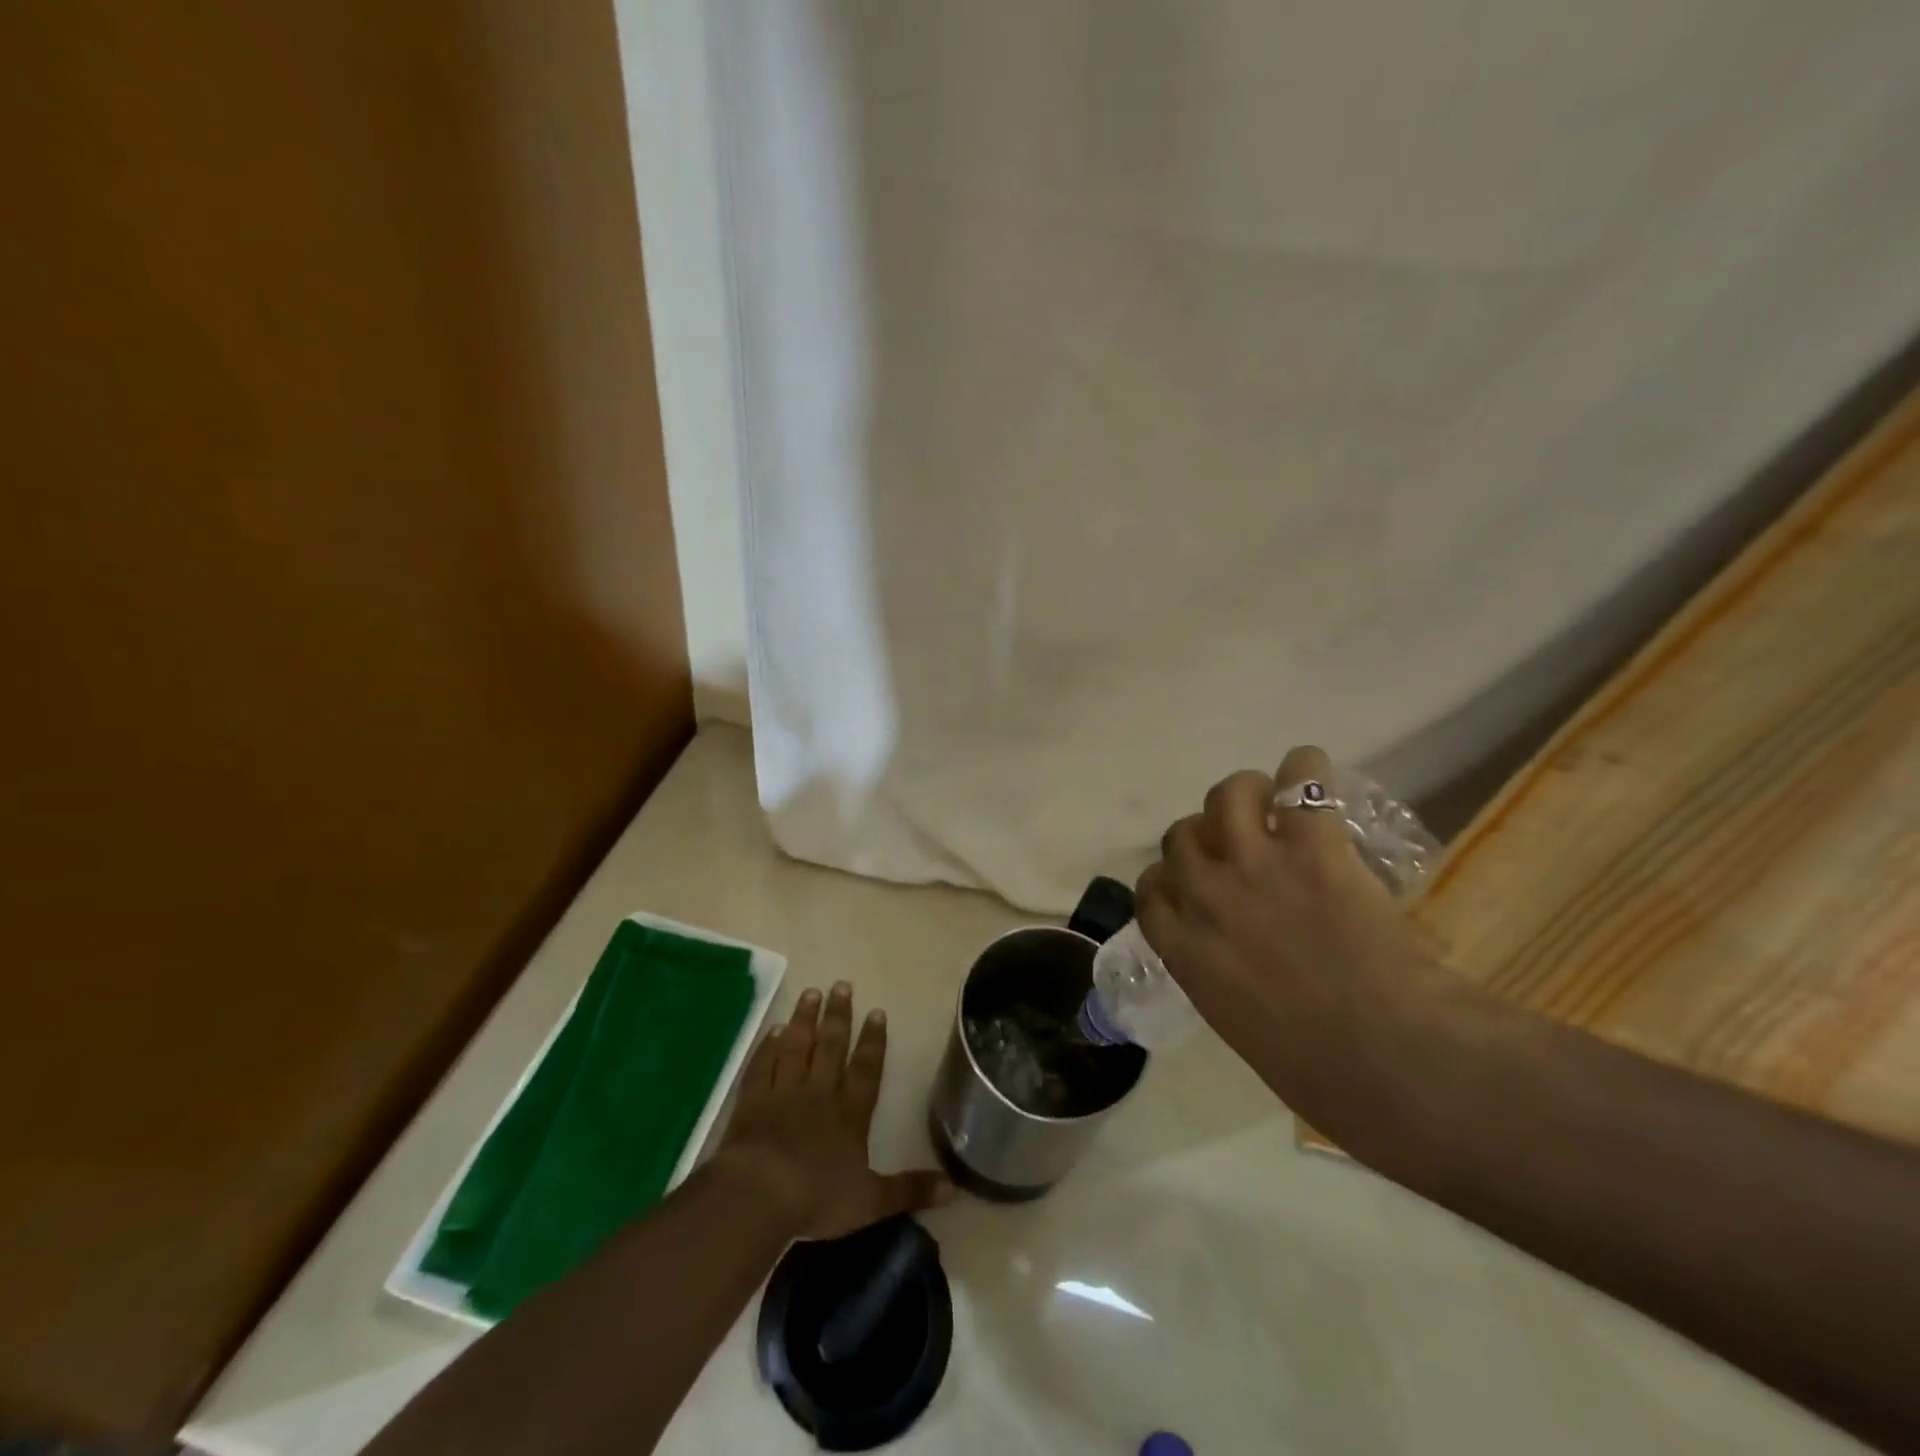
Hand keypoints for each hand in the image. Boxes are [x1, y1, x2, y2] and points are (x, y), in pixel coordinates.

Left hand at [715, 982, 952, 1240]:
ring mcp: (782, 1093)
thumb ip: (910, 1189)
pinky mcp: (752, 1101)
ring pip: (797, 1047)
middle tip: (842, 984)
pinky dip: (768, 1047)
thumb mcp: (871, 1201)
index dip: (873, 1041)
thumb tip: (955, 1188)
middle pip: (831, 1047)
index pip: (866, 1069)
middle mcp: (819, 1094)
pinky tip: (774, 1030)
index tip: (877, 1011)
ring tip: (811, 992)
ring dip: (805, 1019)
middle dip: (838, 1016)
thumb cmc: (817, 1197)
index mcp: (849, 1114)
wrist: (758, 1195)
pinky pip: (762, 1066)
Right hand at [1135, 746, 1456, 1128]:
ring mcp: (1255, 866)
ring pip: (1225, 796)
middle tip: (1240, 844)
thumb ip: (1229, 985)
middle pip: (1180, 836)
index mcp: (1185, 952)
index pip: (1150, 892)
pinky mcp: (1311, 848)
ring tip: (1271, 799)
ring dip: (1244, 793)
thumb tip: (1250, 974)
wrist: (1391, 1062)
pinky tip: (1312, 773)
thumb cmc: (1322, 1072)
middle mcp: (1207, 898)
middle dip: (1204, 836)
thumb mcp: (1245, 1029)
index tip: (1193, 882)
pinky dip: (1304, 769)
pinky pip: (1299, 782)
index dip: (1168, 878)